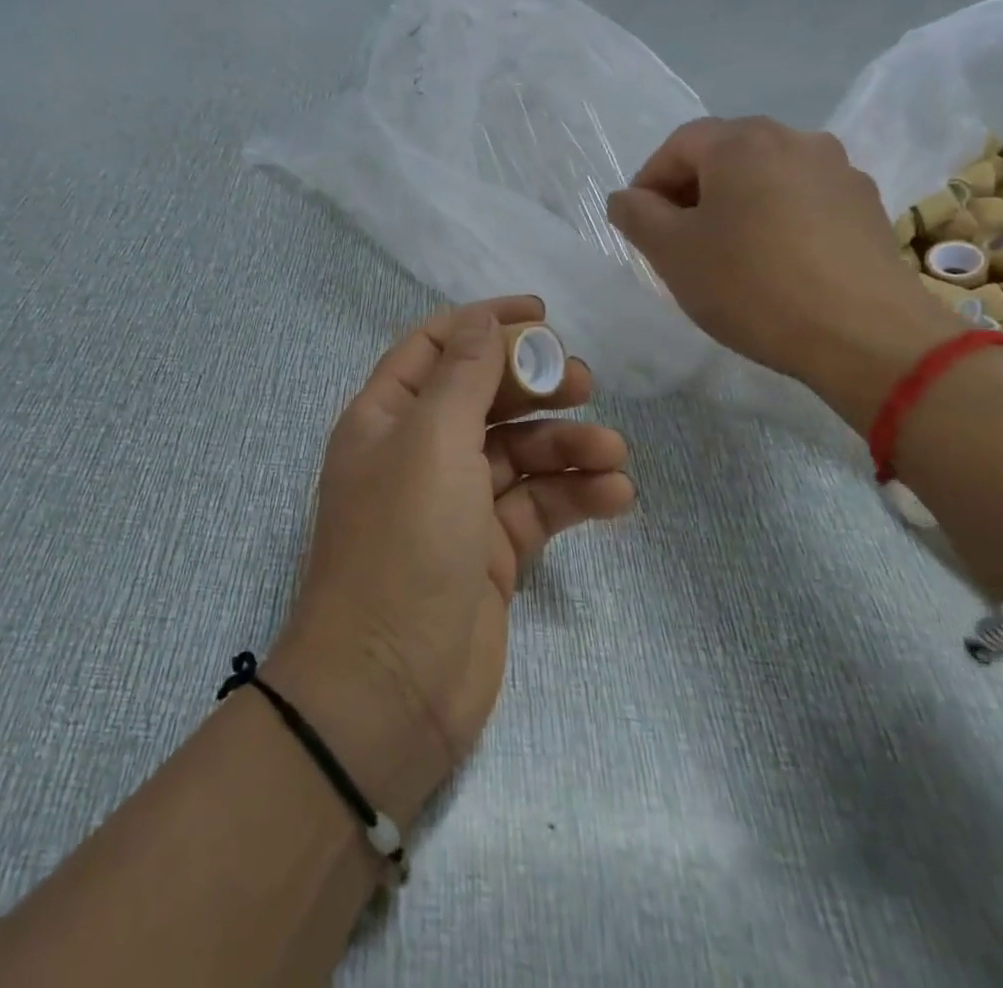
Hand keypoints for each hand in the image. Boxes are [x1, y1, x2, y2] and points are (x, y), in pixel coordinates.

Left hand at [270, 297, 633, 824]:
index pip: (436, 346)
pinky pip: (538, 507)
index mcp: (387, 416)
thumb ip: (463, 376)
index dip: (485, 323)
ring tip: (613, 453)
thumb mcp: (431, 441)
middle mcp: (418, 452)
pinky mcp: (490, 551)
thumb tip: (484, 321)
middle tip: (586, 384)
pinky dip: (575, 497)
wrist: (390, 687)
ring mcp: (456, 503)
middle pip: (484, 396)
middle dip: (535, 384)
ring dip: (568, 446)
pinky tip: (616, 496)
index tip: (543, 315)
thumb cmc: (403, 543)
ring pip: (520, 453)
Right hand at [606, 118, 963, 428]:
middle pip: (725, 154)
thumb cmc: (751, 284)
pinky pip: (802, 199)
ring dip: (734, 204)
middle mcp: (795, 139)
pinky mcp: (866, 206)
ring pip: (765, 176)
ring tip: (725, 252)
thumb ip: (636, 214)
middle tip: (676, 239)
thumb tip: (626, 198)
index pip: (678, 145)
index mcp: (742, 142)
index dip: (649, 181)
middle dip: (691, 191)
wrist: (864, 334)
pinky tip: (774, 262)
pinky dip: (775, 218)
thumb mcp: (671, 252)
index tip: (639, 224)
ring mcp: (839, 170)